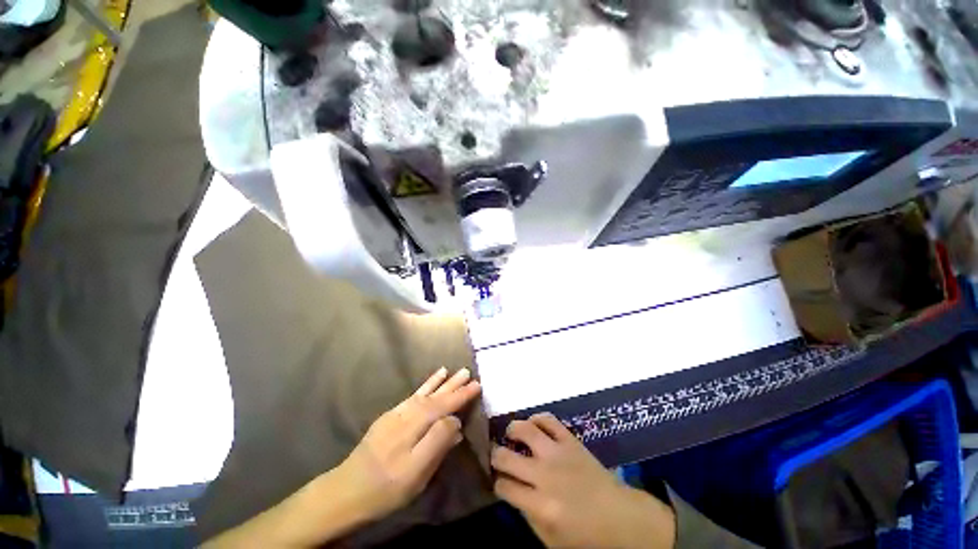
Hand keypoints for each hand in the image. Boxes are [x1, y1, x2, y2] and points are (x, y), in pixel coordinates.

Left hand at [337, 367, 481, 520]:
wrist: (346, 491)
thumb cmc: (386, 487)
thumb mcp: (417, 473)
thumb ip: (437, 443)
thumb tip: (455, 421)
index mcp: (414, 427)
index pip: (443, 406)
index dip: (461, 396)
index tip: (477, 385)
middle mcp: (406, 415)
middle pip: (434, 397)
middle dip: (452, 386)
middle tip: (468, 373)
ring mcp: (395, 415)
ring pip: (422, 394)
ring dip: (438, 383)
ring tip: (449, 370)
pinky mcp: (388, 419)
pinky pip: (411, 397)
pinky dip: (422, 388)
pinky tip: (428, 385)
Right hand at [492, 414, 675, 548]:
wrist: (620, 517)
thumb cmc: (586, 536)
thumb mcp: (551, 539)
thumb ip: (526, 515)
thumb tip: (511, 490)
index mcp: (540, 505)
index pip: (504, 486)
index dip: (496, 483)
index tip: (498, 481)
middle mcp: (545, 475)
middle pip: (506, 456)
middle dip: (496, 455)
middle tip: (497, 456)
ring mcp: (558, 453)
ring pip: (525, 430)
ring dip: (512, 430)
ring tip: (511, 435)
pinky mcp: (571, 440)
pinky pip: (548, 419)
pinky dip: (537, 419)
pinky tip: (533, 426)